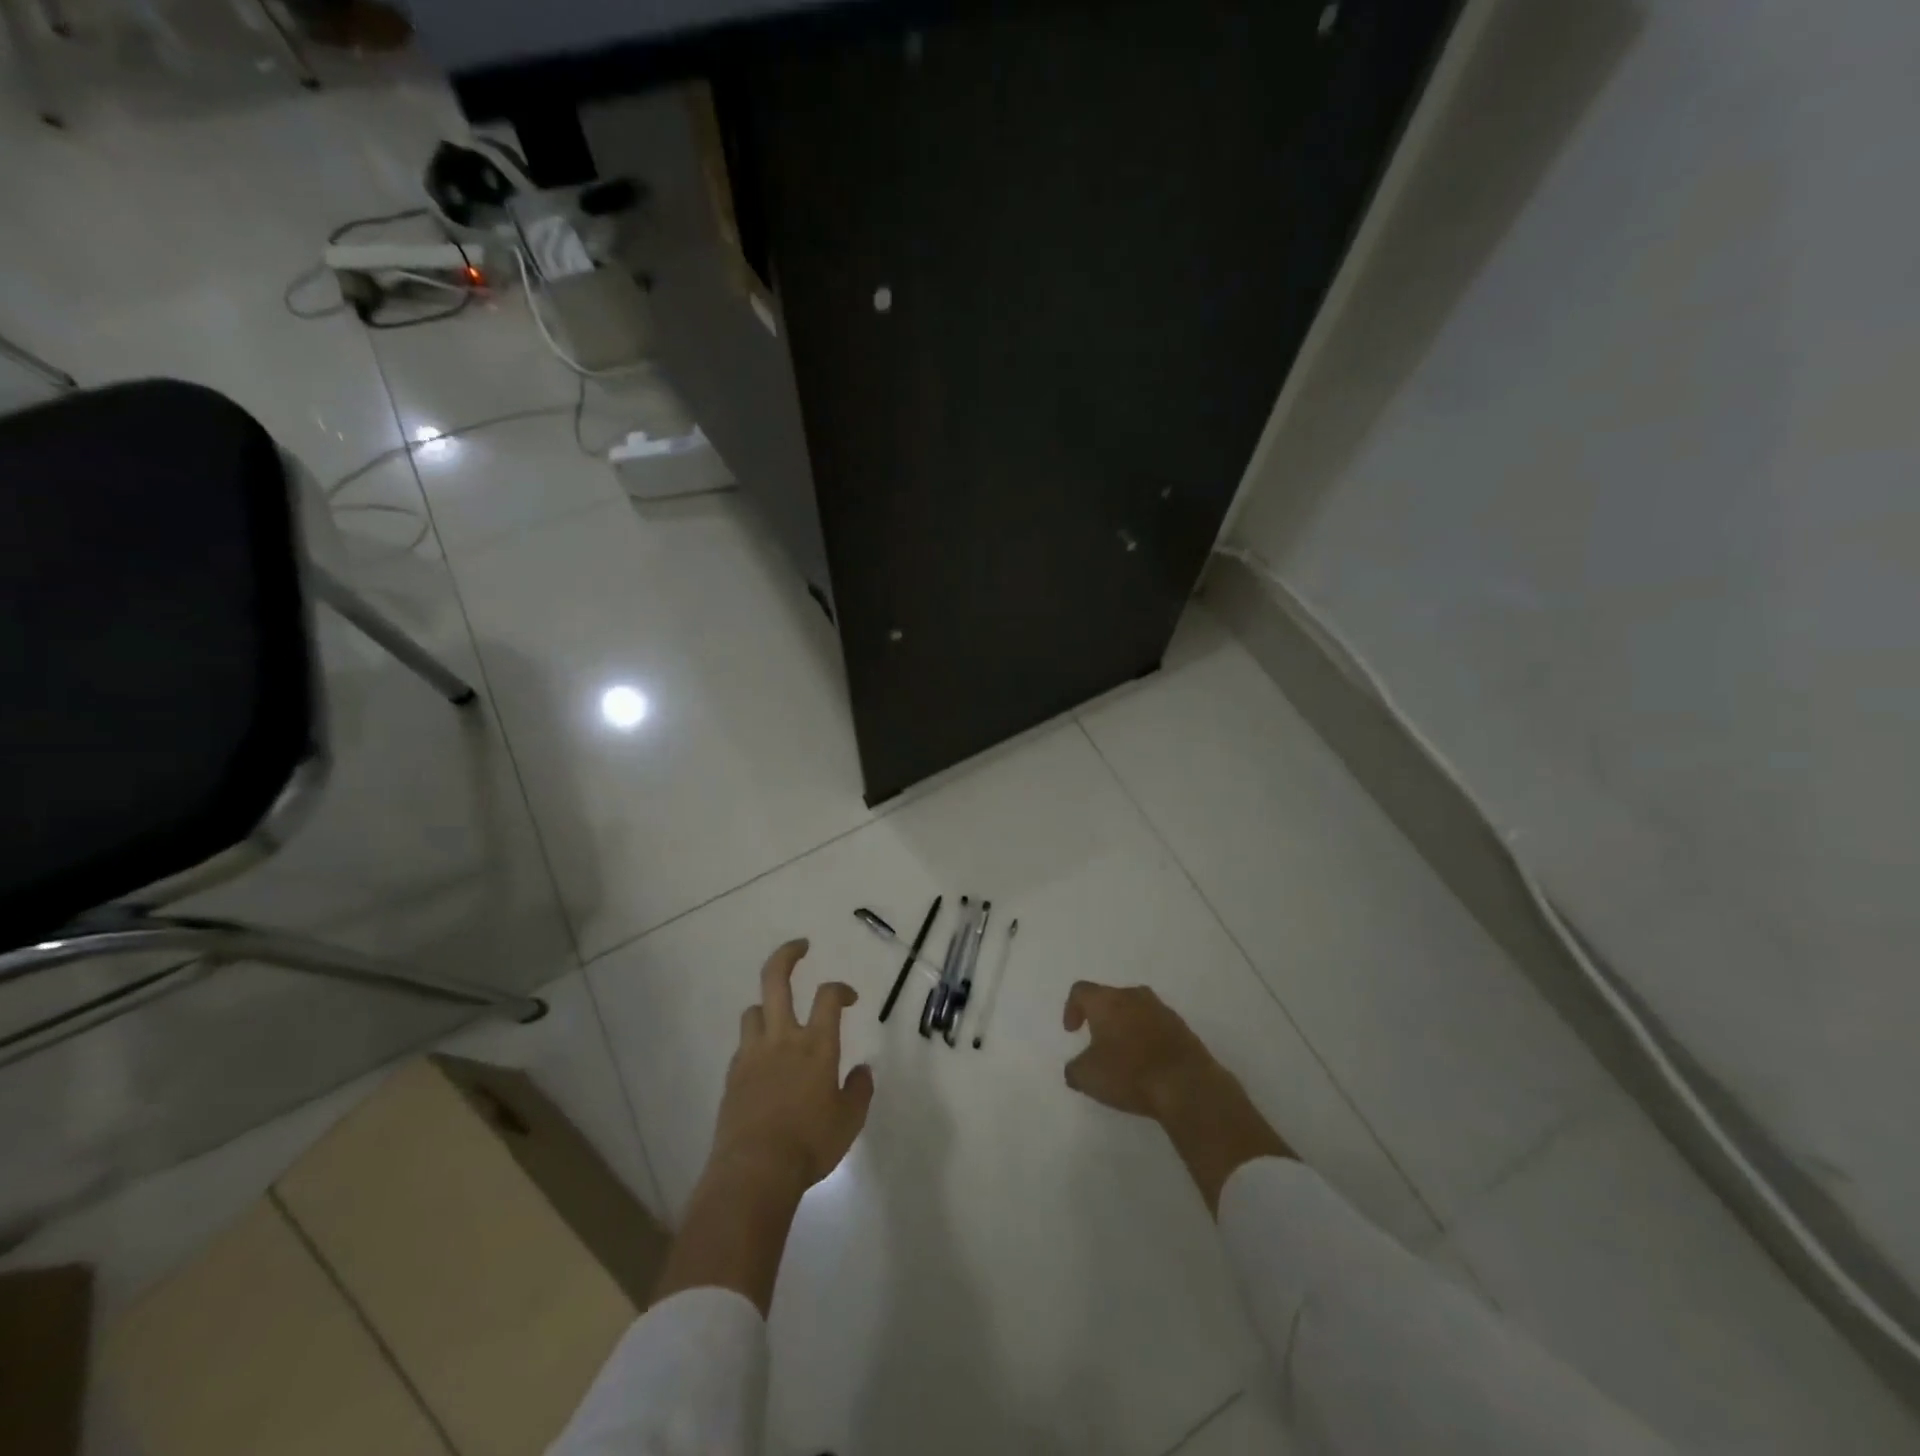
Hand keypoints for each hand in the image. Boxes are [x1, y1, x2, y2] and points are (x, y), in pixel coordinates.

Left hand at [710, 939, 874, 1193]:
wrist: (754, 1171)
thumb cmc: (810, 1143)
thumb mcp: (849, 1120)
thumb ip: (859, 1090)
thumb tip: (863, 1070)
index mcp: (816, 1045)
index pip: (828, 996)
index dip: (841, 988)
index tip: (849, 997)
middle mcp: (783, 1038)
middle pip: (776, 981)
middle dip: (787, 955)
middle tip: (800, 946)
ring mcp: (752, 1055)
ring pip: (753, 1011)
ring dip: (767, 1006)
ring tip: (778, 1016)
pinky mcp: (732, 1076)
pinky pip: (743, 1045)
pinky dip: (755, 1043)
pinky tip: (764, 1062)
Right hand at [1062, 981, 1226, 1119]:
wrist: (1186, 1085)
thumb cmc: (1129, 1073)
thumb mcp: (1087, 1077)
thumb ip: (1074, 1069)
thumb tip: (1076, 1067)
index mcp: (1106, 1001)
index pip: (1081, 991)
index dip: (1071, 1008)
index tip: (1072, 1032)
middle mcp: (1133, 996)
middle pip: (1110, 998)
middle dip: (1101, 1017)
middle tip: (1097, 1042)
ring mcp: (1161, 1009)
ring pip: (1135, 1010)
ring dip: (1126, 1027)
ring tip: (1124, 1054)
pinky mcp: (1182, 1027)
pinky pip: (1156, 1026)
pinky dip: (1147, 1038)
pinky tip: (1147, 1063)